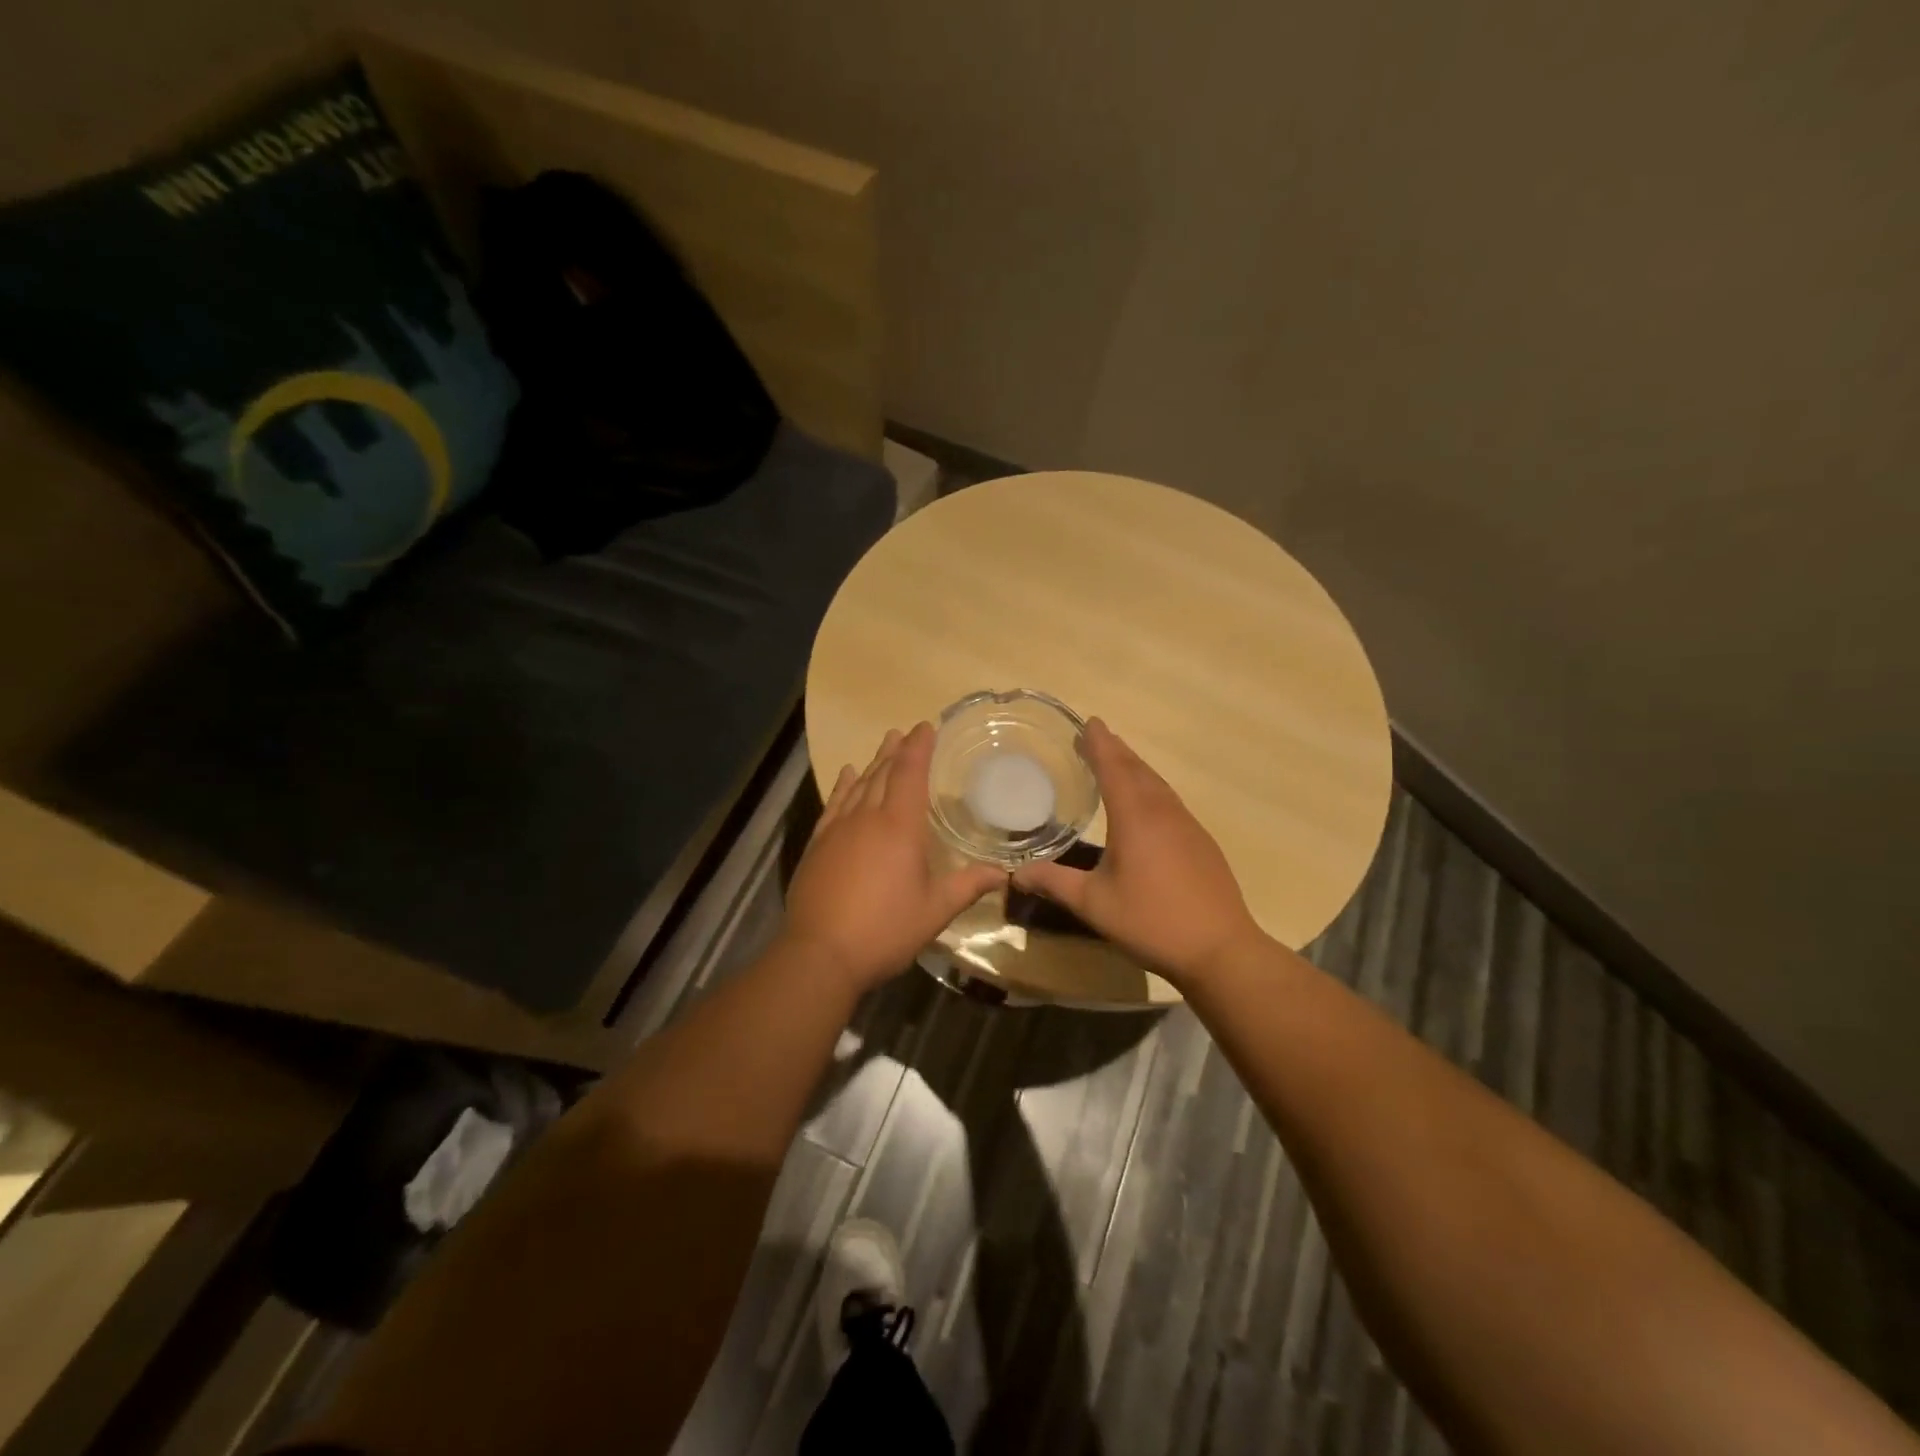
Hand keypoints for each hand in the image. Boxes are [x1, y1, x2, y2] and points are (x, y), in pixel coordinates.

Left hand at [782, 723, 1005, 995]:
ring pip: (858, 786)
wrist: (820, 954)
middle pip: (883, 774)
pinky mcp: (817, 845)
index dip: (919, 748)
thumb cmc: (884, 930)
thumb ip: (968, 886)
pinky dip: (842, 786)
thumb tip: (1004, 873)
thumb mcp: (934, 911)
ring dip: (872, 763)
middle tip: (904, 732)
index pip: (910, 774)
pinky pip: (833, 804)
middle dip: (896, 751)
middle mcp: (867, 818)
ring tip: (883, 745)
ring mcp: (837, 830)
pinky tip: (847, 777)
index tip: (925, 726)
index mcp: (899, 827)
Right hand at [1012, 718, 1263, 987]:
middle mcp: (1163, 811)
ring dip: (1135, 767)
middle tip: (1095, 737)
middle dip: (1115, 750)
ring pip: (1157, 784)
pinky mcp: (1201, 842)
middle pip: (1137, 769)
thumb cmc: (1151, 921)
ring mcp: (1187, 825)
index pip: (1114, 767)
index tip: (1088, 722)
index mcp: (1135, 817)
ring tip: (1116, 762)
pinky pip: (1170, 801)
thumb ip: (1054, 883)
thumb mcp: (1093, 904)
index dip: (1099, 744)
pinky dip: (1151, 789)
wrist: (1220, 949)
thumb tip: (1016, 873)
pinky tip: (1146, 804)